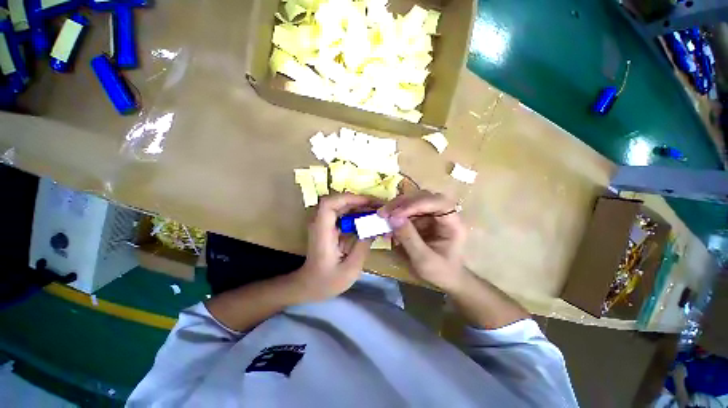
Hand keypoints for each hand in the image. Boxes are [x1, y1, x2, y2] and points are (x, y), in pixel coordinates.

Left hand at [292, 194, 378, 301]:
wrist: (308, 286)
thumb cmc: (327, 281)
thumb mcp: (350, 269)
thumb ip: (363, 246)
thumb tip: (375, 228)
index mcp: (322, 232)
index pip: (329, 204)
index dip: (348, 198)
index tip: (368, 202)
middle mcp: (320, 223)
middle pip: (337, 201)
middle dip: (358, 201)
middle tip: (378, 206)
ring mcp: (323, 224)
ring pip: (340, 206)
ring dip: (358, 205)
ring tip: (376, 210)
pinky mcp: (328, 227)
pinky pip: (342, 214)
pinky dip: (355, 213)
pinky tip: (367, 219)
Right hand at [378, 190, 466, 291]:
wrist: (445, 279)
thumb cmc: (440, 272)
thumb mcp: (424, 260)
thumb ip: (409, 239)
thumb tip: (393, 217)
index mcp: (452, 223)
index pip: (438, 202)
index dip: (417, 204)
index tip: (396, 214)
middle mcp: (443, 214)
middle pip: (424, 197)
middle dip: (403, 203)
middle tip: (384, 212)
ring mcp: (432, 215)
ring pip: (414, 200)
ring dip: (397, 206)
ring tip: (382, 215)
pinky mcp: (422, 218)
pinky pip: (407, 209)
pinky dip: (396, 213)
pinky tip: (387, 221)